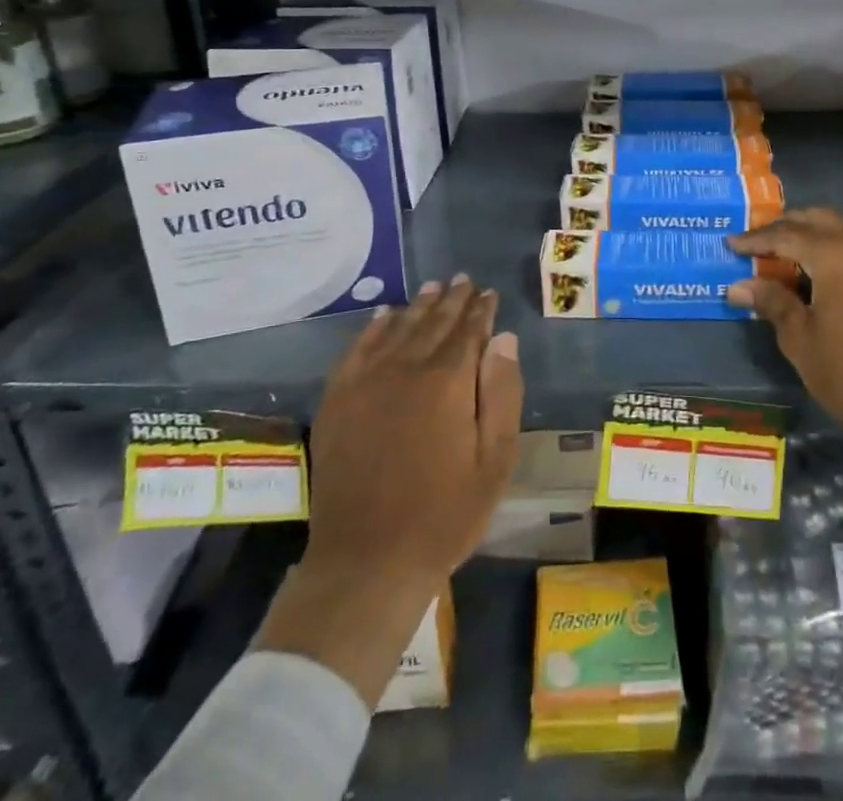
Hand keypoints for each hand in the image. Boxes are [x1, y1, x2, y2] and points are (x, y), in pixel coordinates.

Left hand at [255, 276, 522, 705]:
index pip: (468, 331)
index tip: (488, 293)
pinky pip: (357, 350)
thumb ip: (502, 393)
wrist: (367, 561)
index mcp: (447, 382)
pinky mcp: (338, 400)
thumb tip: (504, 338)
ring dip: (418, 306)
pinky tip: (383, 316)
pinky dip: (373, 328)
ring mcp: (366, 382)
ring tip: (433, 287)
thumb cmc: (444, 515)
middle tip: (463, 280)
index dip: (480, 310)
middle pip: (433, 323)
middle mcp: (405, 369)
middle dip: (452, 300)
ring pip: (397, 329)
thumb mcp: (494, 460)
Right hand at [727, 210, 842, 461]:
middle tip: (758, 243)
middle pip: (817, 219)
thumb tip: (737, 285)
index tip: (731, 244)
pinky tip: (826, 271)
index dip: (755, 239)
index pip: (786, 234)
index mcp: (836, 254)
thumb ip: (771, 302)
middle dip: (785, 227)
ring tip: (788, 254)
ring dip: (813, 233)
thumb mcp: (800, 339)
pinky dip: (839, 247)